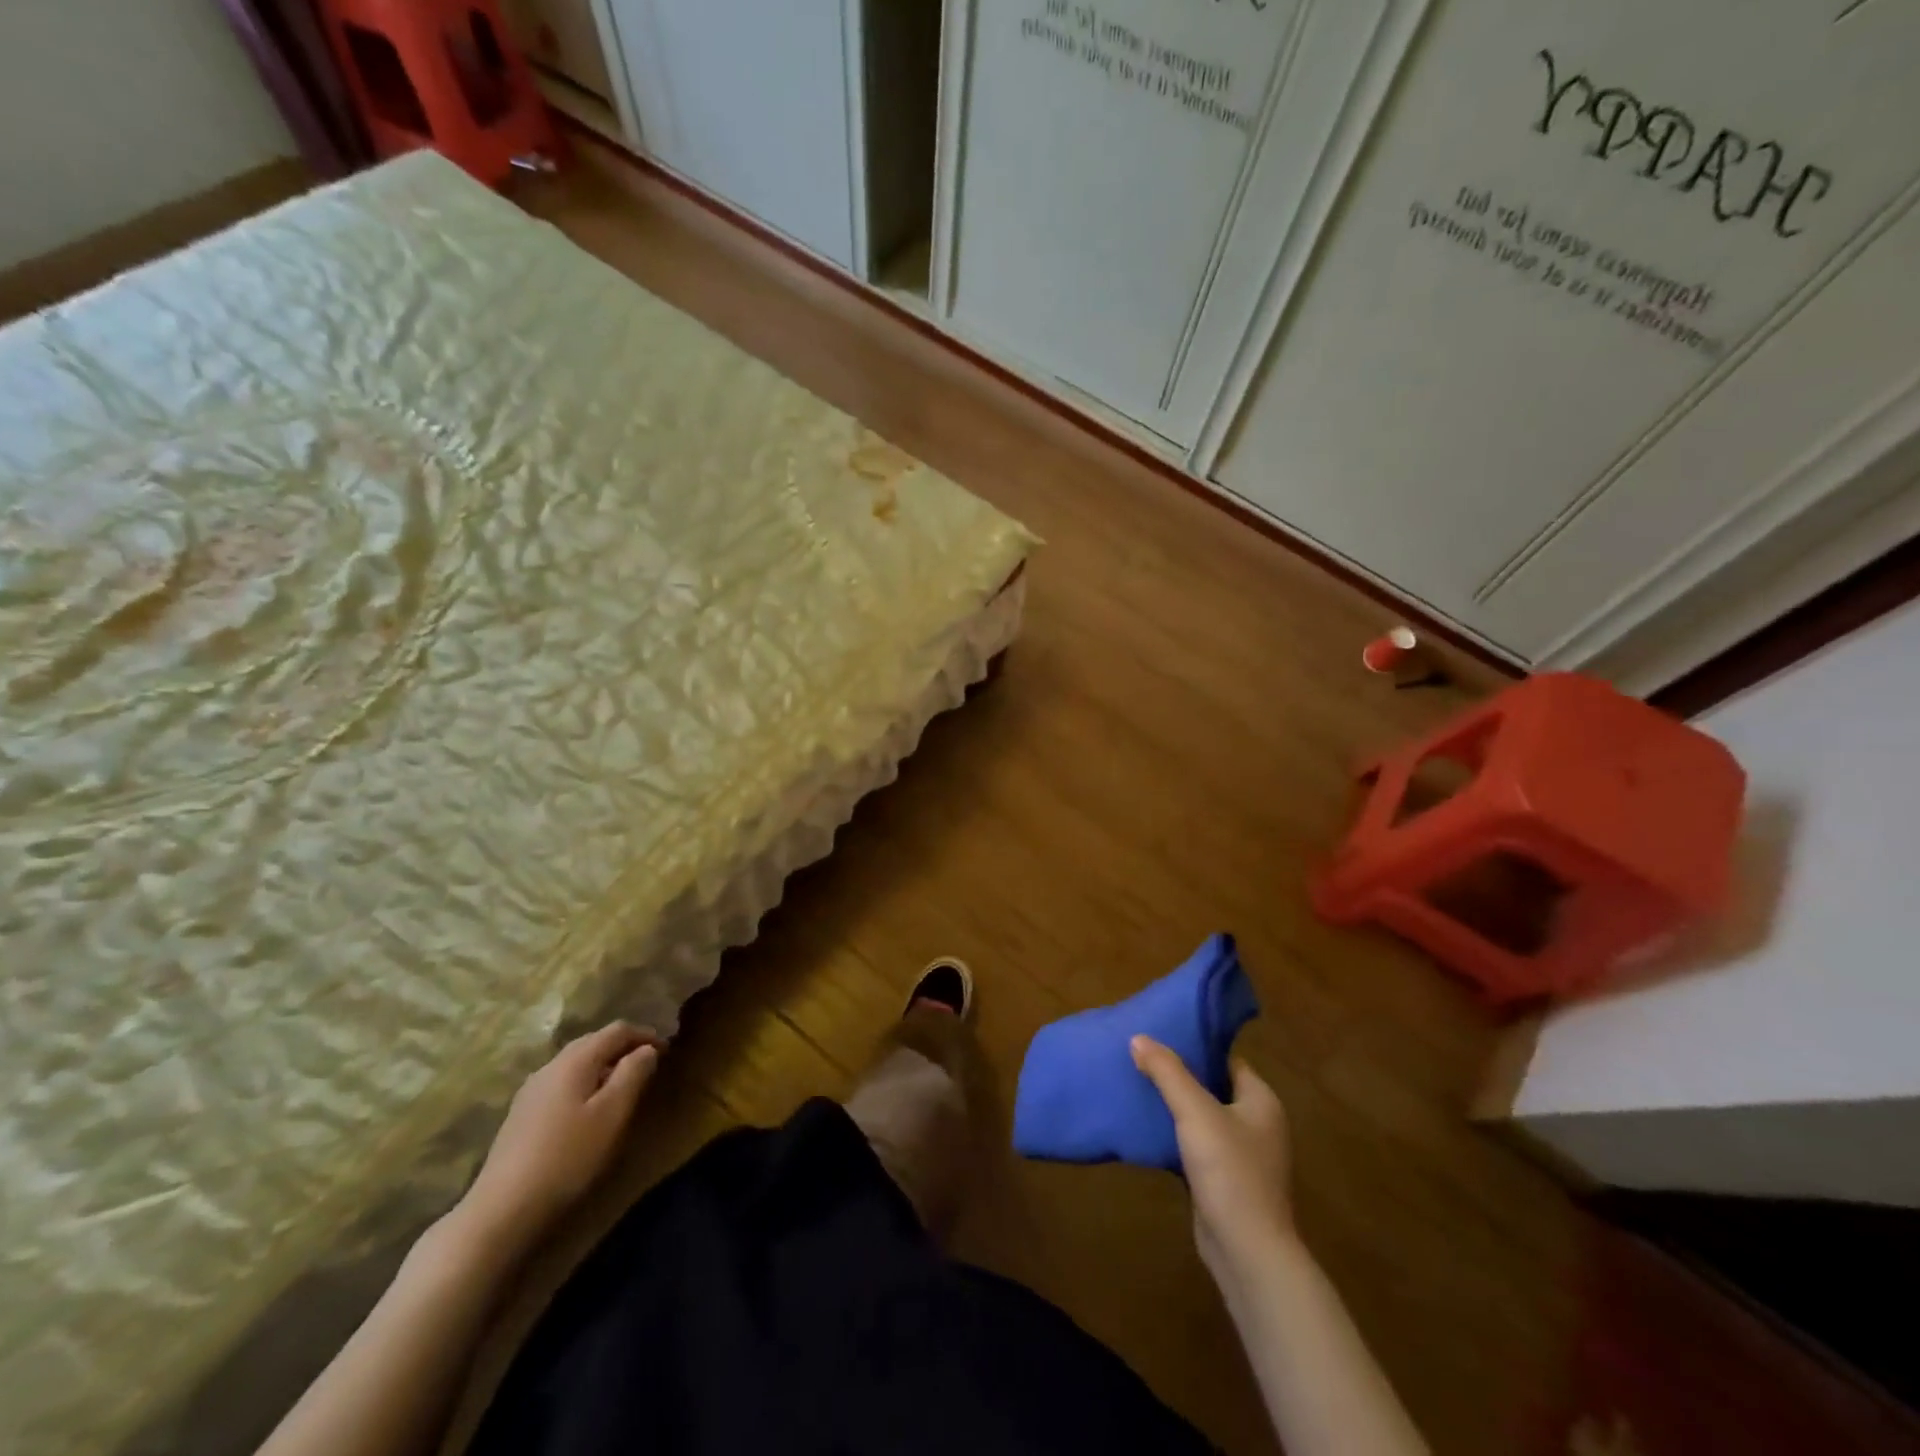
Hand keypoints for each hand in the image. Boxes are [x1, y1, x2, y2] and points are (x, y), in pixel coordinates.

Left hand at [457, 1023, 661, 1250]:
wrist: (501, 1210)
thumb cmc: (568, 1157)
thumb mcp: (613, 1113)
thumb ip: (633, 1074)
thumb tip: (647, 1050)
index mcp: (575, 1060)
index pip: (617, 1030)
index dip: (645, 1035)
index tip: (667, 1051)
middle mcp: (550, 1066)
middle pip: (593, 1042)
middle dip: (624, 1047)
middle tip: (648, 1065)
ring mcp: (531, 1091)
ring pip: (576, 1064)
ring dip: (604, 1066)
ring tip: (623, 1086)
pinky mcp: (521, 1115)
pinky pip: (562, 1084)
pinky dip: (585, 1083)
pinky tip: (589, 1109)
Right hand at [1131, 1036, 1293, 1281]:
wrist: (1247, 1253)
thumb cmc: (1229, 1171)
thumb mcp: (1195, 1112)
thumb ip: (1167, 1072)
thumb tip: (1138, 1037)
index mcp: (1260, 1101)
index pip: (1226, 1059)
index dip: (1195, 1046)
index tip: (1160, 1035)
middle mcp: (1256, 1124)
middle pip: (1212, 1087)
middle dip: (1179, 1076)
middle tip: (1141, 1058)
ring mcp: (1242, 1156)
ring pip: (1202, 1119)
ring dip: (1175, 1107)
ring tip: (1137, 1087)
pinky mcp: (1225, 1182)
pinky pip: (1196, 1147)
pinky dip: (1175, 1137)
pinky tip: (1147, 1130)